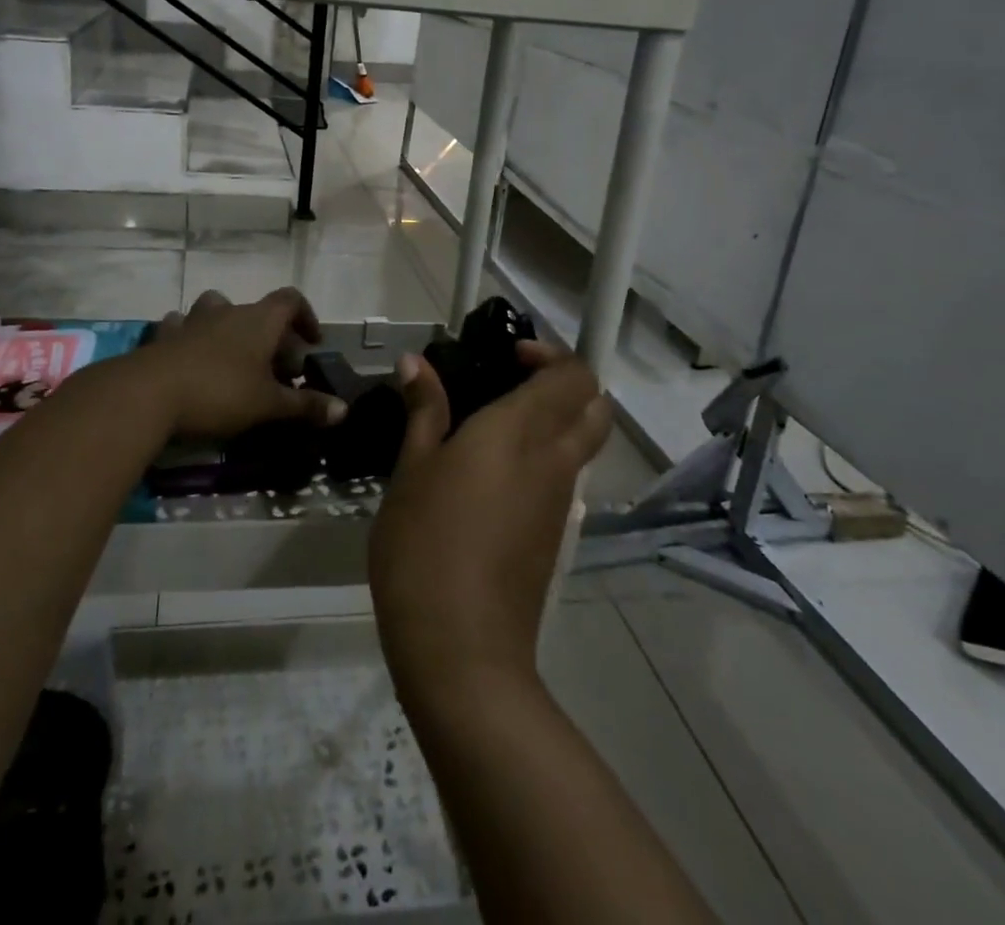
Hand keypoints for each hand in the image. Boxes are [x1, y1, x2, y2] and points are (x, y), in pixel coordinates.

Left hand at [138, 288, 346, 440]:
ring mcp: (192, 321)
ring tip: (231, 360)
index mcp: (259, 320)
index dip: (305, 316)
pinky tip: (189, 359)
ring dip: (227, 328)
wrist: (149, 393)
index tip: (312, 341)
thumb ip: (306, 406)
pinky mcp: (163, 337)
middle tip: (275, 370)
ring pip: (215, 310)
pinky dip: (189, 338)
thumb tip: (344, 410)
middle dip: (269, 335)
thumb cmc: (220, 393)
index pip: (290, 299)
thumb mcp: (268, 405)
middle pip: (256, 311)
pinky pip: (180, 327)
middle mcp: (228, 311)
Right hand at [369, 342, 610, 705]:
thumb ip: (423, 412)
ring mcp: (560, 501)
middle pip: (593, 404)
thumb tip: (416, 362)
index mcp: (520, 432)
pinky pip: (566, 475)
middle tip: (511, 380)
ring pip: (584, 440)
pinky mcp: (555, 534)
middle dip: (564, 381)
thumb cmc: (425, 546)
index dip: (550, 354)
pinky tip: (492, 471)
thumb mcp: (411, 471)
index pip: (573, 375)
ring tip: (493, 421)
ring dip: (557, 417)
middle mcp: (553, 459)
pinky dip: (547, 453)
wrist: (462, 650)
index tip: (507, 356)